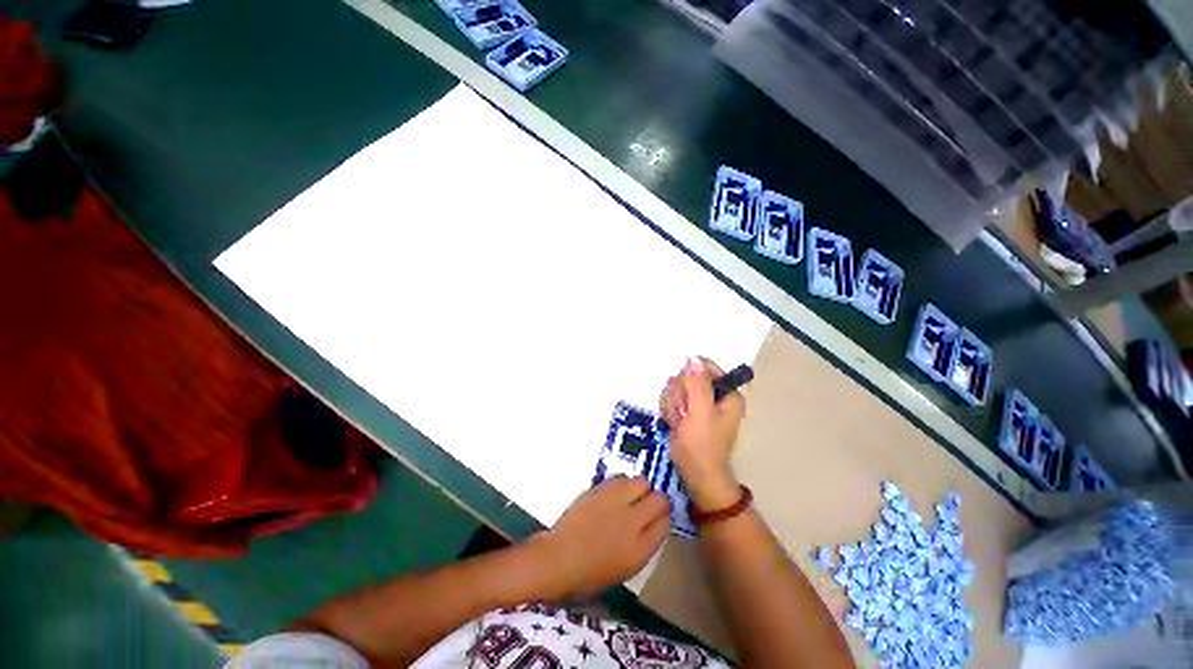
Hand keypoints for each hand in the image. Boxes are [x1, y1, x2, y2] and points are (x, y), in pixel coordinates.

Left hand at [531, 476, 669, 598]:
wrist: (559, 559)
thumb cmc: (589, 574)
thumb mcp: (625, 569)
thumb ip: (643, 545)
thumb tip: (651, 525)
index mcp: (640, 549)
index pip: (665, 523)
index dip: (663, 517)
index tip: (657, 516)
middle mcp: (633, 522)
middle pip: (659, 499)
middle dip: (656, 500)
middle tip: (646, 504)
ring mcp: (616, 502)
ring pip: (642, 482)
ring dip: (640, 488)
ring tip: (630, 496)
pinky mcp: (601, 489)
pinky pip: (622, 477)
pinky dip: (623, 482)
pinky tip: (616, 491)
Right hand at [659, 356, 744, 509]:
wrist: (695, 475)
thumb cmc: (702, 446)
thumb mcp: (700, 412)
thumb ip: (697, 384)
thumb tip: (692, 358)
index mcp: (727, 393)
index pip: (704, 367)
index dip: (689, 377)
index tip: (685, 394)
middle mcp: (715, 395)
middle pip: (687, 376)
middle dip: (679, 394)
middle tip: (682, 413)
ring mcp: (700, 404)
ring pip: (676, 387)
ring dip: (672, 404)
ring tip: (677, 422)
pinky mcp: (688, 412)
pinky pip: (672, 399)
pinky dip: (670, 410)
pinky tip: (673, 424)